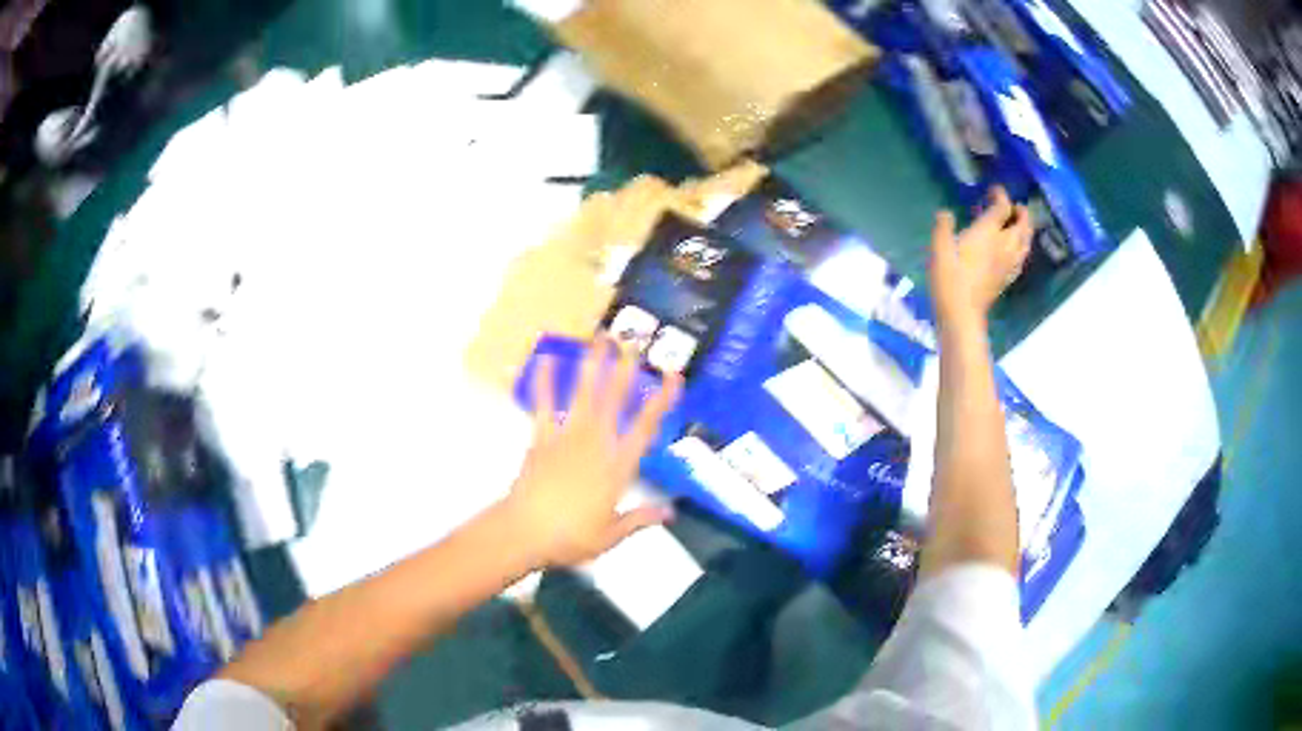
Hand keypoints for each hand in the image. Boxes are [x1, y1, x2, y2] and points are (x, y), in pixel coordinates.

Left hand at [505, 338, 683, 567]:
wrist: (525, 532)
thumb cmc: (571, 537)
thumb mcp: (611, 535)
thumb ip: (641, 519)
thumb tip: (670, 512)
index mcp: (617, 466)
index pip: (645, 427)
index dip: (661, 399)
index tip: (673, 375)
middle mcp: (596, 443)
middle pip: (614, 400)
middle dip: (626, 369)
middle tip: (634, 341)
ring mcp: (566, 437)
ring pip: (584, 394)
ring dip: (593, 365)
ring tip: (600, 338)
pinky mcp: (541, 438)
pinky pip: (545, 405)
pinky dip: (546, 381)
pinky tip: (548, 358)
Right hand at [928, 187, 1032, 324]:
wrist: (961, 313)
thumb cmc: (949, 278)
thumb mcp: (938, 247)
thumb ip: (943, 226)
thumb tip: (946, 214)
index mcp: (988, 232)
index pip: (1002, 207)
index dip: (1001, 196)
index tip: (994, 190)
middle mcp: (1003, 245)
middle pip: (1022, 224)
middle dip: (1021, 212)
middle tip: (1015, 207)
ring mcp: (1008, 263)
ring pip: (1026, 241)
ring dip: (1026, 229)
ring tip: (1020, 225)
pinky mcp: (1008, 278)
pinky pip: (1022, 258)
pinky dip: (1022, 248)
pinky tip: (1016, 250)